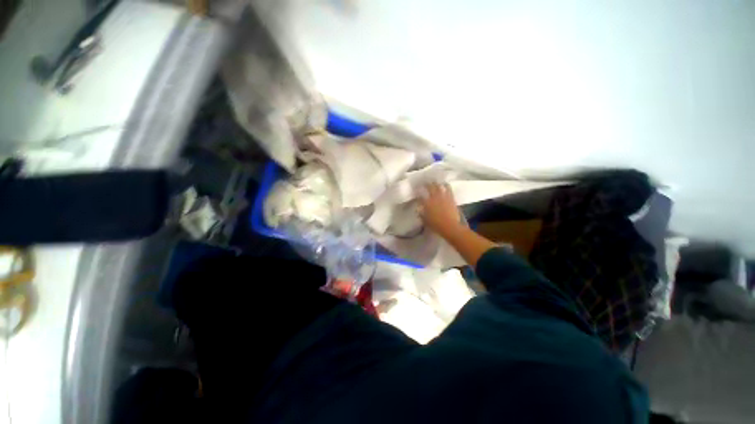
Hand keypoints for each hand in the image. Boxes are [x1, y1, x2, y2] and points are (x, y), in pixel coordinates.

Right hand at [418, 183, 461, 235]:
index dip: (417, 191)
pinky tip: (445, 184)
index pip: (420, 195)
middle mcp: (434, 197)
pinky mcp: (451, 197)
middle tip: (424, 183)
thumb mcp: (425, 221)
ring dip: (436, 183)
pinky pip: (448, 189)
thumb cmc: (436, 225)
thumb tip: (419, 209)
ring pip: (439, 186)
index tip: (416, 190)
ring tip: (434, 182)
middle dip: (426, 184)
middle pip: (429, 187)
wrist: (450, 226)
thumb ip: (421, 214)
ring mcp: (443, 196)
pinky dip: (446, 185)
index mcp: (426, 203)